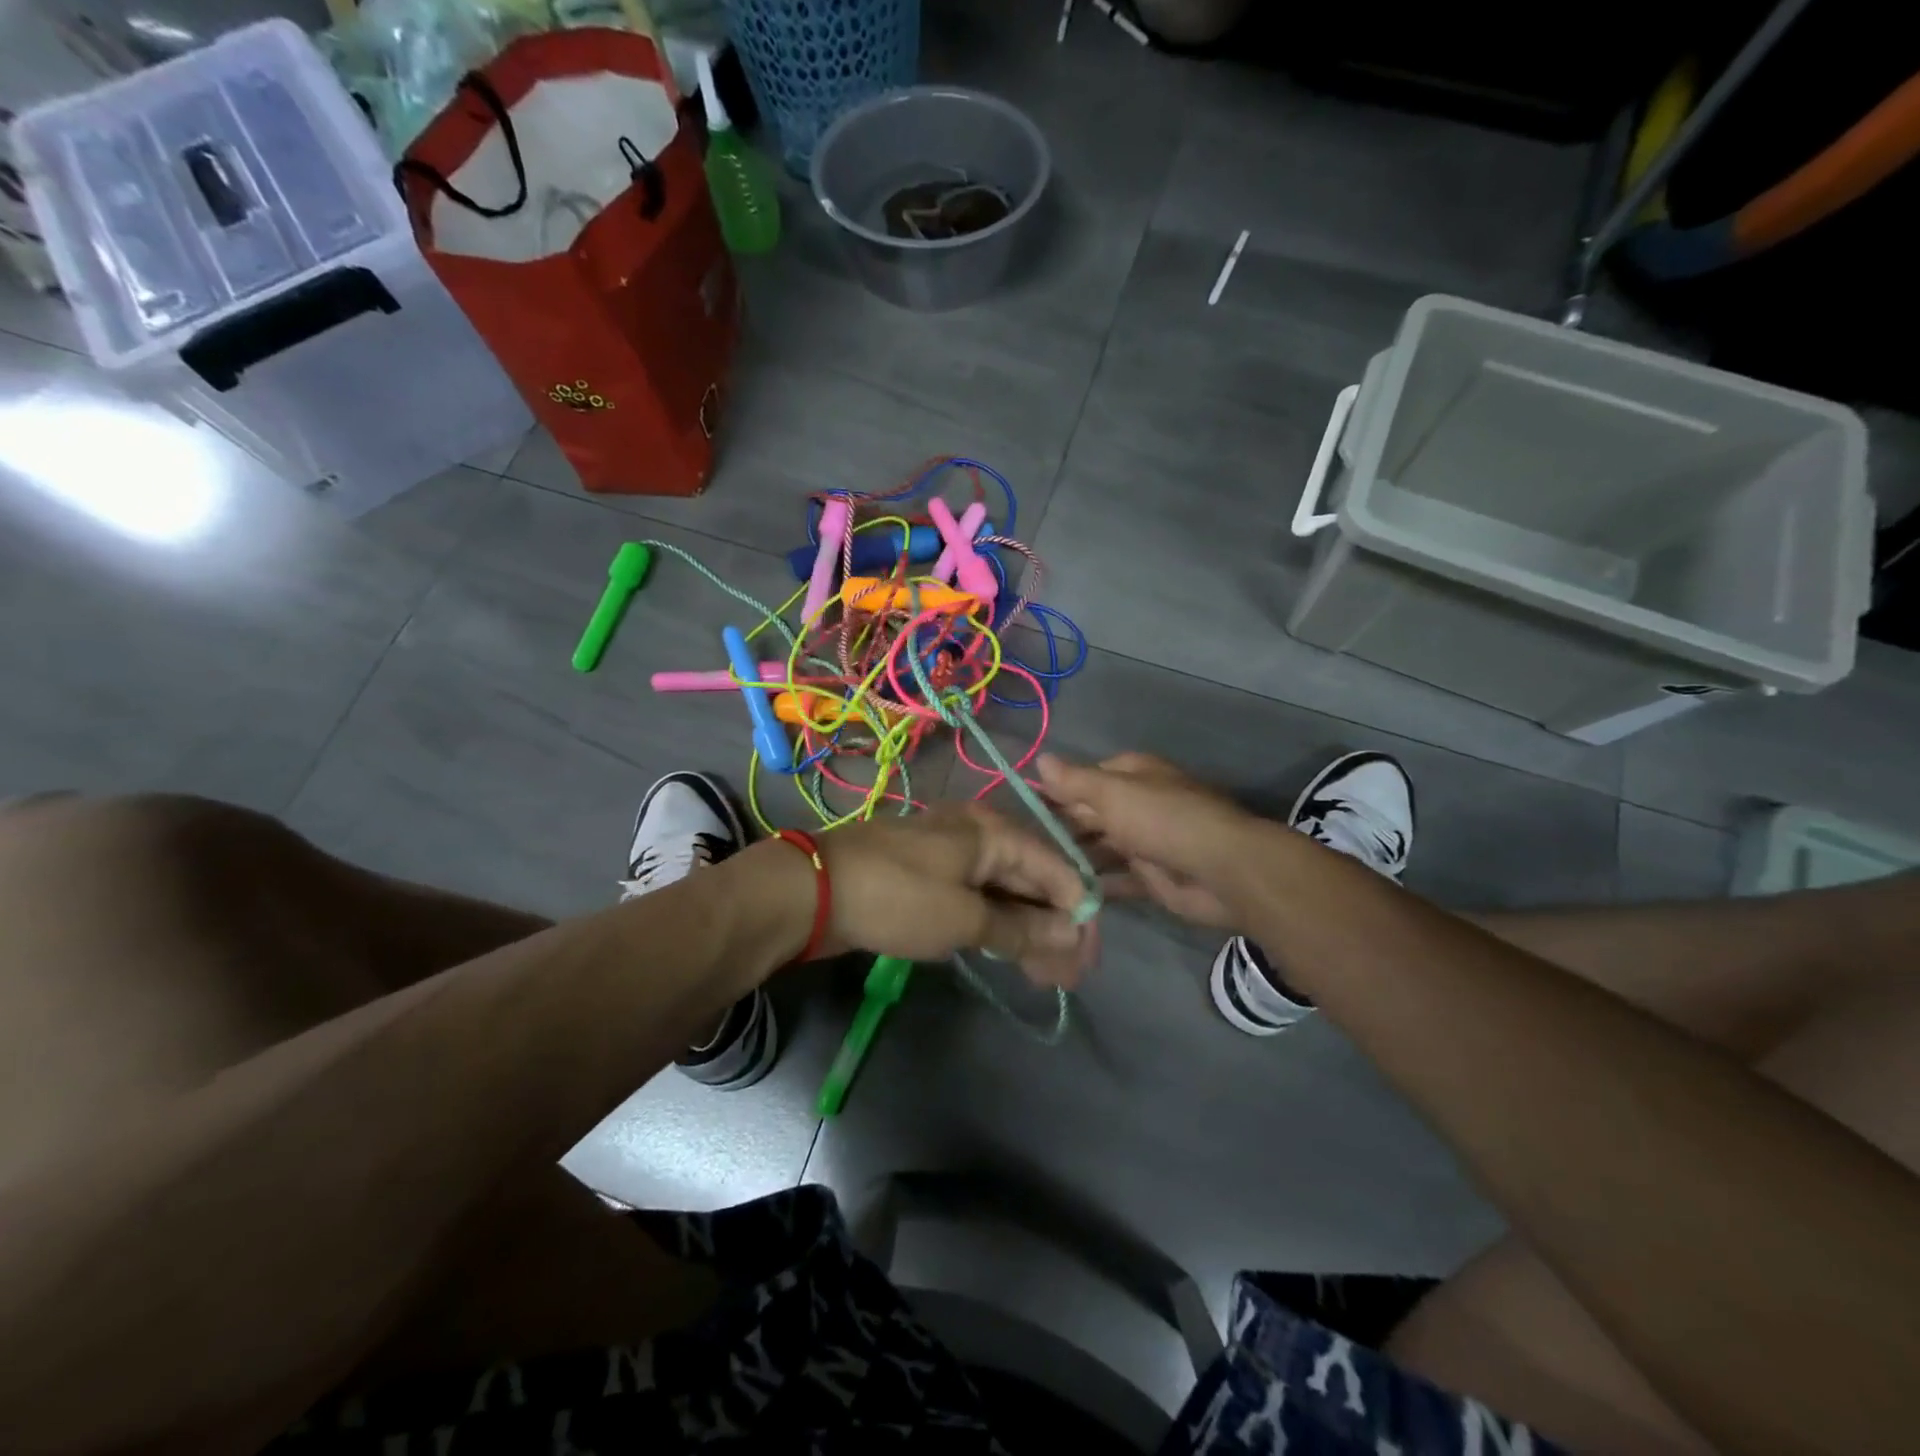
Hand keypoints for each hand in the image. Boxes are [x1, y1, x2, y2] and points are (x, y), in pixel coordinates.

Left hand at [817, 804, 1094, 986]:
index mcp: (994, 832)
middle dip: (1055, 927)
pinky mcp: (931, 876)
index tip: (1087, 961)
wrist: (812, 890)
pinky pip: (978, 897)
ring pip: (1006, 890)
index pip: (1058, 869)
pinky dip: (997, 925)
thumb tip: (1071, 933)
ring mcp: (953, 854)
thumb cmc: (896, 896)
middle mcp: (979, 834)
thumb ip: (1020, 926)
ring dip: (1028, 930)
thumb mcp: (963, 917)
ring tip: (1043, 975)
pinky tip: (1009, 953)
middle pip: (1034, 879)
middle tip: (1067, 977)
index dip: (1078, 915)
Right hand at [1035, 752, 1271, 928]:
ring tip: (1034, 873)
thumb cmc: (1162, 819)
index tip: (1022, 809)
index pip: (1085, 779)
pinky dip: (1095, 885)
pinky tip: (1063, 893)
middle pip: (1090, 815)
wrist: (1221, 870)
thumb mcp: (1112, 793)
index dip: (1055, 792)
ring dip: (1074, 858)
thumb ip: (1074, 781)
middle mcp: (1138, 805)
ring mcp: (1145, 842)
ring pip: (1101, 848)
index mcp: (1132, 776)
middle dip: (1060, 828)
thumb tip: (1040, 758)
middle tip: (1021, 848)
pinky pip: (1116, 879)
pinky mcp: (1151, 877)